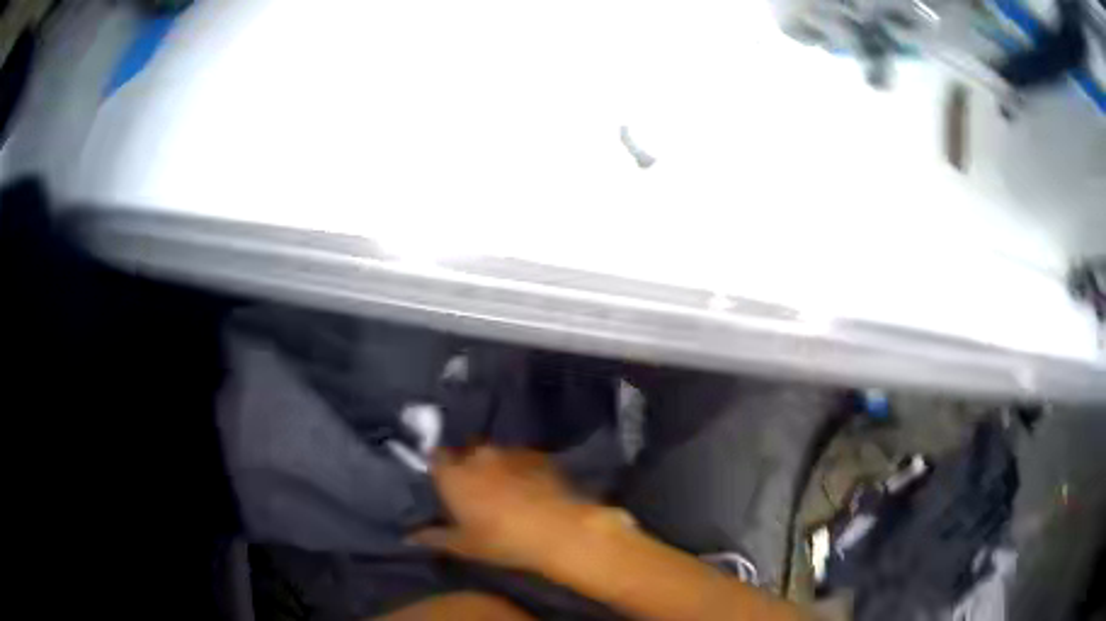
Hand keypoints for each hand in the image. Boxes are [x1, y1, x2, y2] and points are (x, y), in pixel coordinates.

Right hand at [410, 446, 634, 571]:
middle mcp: (477, 455)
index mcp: (453, 474)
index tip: (442, 480)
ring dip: (494, 466)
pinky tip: (529, 485)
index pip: (435, 457)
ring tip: (504, 487)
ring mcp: (509, 451)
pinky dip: (518, 467)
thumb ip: (433, 537)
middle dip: (466, 465)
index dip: (438, 467)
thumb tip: (408, 536)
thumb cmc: (502, 540)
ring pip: (493, 454)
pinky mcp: (537, 454)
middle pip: (465, 453)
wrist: (559, 529)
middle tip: (473, 488)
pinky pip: (520, 457)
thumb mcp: (463, 545)